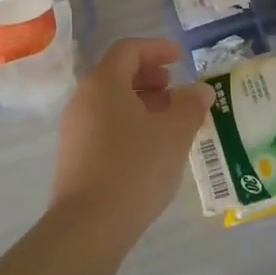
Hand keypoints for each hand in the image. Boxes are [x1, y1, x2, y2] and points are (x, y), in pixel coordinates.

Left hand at [49, 37, 213, 249]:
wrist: (88, 225)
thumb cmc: (134, 167)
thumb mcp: (173, 134)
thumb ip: (190, 106)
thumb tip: (201, 90)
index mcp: (104, 82)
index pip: (129, 49)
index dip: (156, 49)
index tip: (180, 58)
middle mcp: (83, 98)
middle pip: (117, 73)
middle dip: (149, 76)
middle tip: (174, 89)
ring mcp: (75, 128)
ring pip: (111, 101)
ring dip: (141, 103)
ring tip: (168, 121)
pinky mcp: (74, 155)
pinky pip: (104, 124)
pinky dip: (128, 123)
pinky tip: (149, 147)